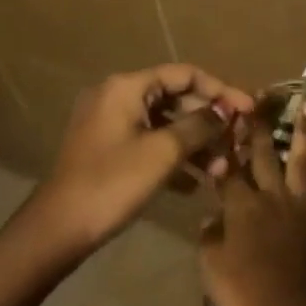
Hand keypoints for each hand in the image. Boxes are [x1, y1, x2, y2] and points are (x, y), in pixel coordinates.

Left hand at [28, 64, 253, 256]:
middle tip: (237, 142)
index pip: (186, 75)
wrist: (56, 231)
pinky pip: (150, 144)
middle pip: (177, 99)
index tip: (248, 109)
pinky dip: (174, 158)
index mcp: (127, 87)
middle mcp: (118, 97)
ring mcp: (111, 125)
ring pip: (166, 125)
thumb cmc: (112, 183)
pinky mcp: (109, 151)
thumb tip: (226, 111)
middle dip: (209, 123)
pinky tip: (195, 184)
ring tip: (219, 170)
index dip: (221, 90)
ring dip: (196, 144)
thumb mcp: (164, 152)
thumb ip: (200, 126)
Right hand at [199, 105, 305, 305]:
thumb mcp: (211, 266)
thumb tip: (212, 214)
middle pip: (265, 155)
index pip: (229, 168)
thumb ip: (210, 235)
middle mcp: (270, 197)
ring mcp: (297, 208)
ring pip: (302, 163)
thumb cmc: (244, 290)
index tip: (224, 115)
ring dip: (305, 134)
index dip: (225, 143)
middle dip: (261, 125)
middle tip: (262, 96)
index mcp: (241, 205)